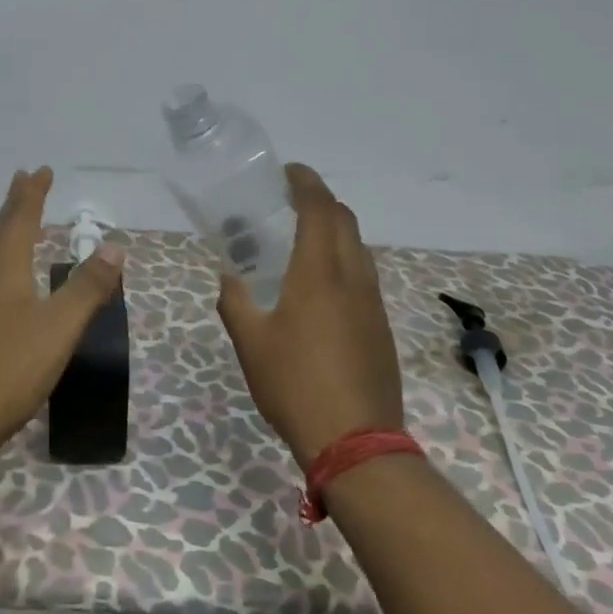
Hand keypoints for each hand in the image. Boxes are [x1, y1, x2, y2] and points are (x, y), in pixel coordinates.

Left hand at [0, 167, 125, 464]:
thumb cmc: (6, 369)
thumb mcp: (58, 327)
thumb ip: (87, 287)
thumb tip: (114, 246)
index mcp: (3, 268)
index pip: (21, 218)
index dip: (33, 193)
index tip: (40, 169)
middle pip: (1, 231)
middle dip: (17, 205)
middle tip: (26, 180)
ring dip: (8, 233)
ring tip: (20, 226)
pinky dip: (2, 264)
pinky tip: (4, 286)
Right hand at [216, 163, 403, 467]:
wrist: (356, 442)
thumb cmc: (295, 384)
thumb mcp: (250, 342)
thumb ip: (235, 302)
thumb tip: (231, 278)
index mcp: (319, 272)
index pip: (319, 209)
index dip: (306, 182)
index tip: (288, 171)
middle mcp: (352, 278)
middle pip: (345, 221)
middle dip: (321, 201)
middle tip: (290, 202)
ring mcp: (373, 303)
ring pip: (358, 248)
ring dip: (334, 231)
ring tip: (302, 241)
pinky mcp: (381, 327)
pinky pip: (363, 276)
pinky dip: (343, 261)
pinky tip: (320, 288)